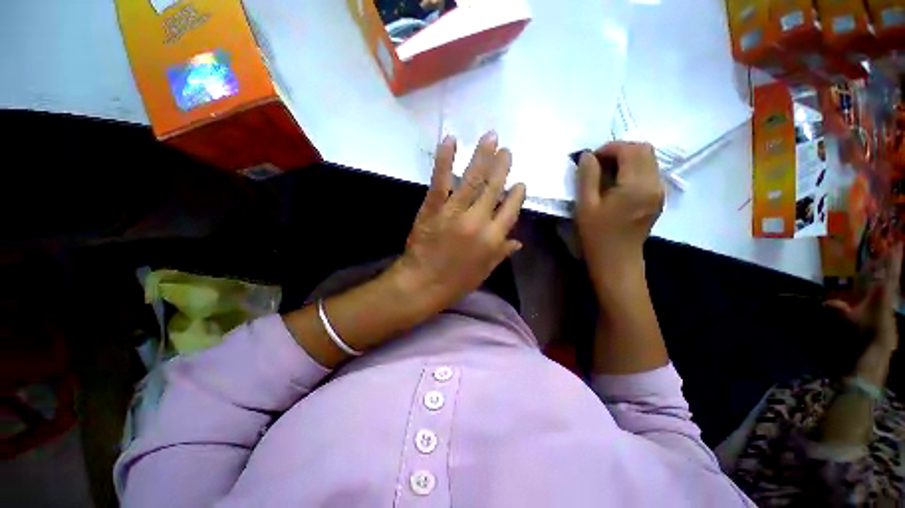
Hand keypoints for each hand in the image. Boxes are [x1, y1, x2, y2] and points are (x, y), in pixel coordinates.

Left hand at [391, 132, 526, 311]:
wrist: (422, 285)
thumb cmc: (455, 283)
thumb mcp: (484, 271)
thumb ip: (501, 253)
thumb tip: (518, 241)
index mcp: (493, 239)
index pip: (511, 210)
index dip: (518, 194)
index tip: (520, 183)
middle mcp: (478, 221)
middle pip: (494, 188)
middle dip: (502, 167)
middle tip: (507, 150)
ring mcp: (455, 212)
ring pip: (473, 179)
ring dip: (482, 156)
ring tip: (491, 137)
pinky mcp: (433, 208)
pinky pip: (441, 180)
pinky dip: (445, 159)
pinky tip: (451, 140)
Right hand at [575, 142, 663, 283]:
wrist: (616, 260)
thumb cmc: (597, 235)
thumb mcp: (586, 205)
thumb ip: (587, 177)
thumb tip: (587, 155)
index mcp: (636, 186)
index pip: (630, 150)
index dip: (609, 148)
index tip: (590, 159)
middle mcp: (654, 184)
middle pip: (644, 150)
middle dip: (620, 150)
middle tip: (598, 164)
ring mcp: (659, 191)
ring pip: (648, 159)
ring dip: (627, 158)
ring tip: (606, 172)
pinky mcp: (658, 197)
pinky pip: (649, 171)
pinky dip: (633, 168)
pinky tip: (617, 182)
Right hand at [826, 243, 902, 351]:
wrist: (875, 352)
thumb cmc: (863, 332)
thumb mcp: (848, 321)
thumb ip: (839, 310)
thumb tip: (826, 303)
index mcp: (881, 294)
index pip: (888, 273)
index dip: (892, 260)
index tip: (896, 245)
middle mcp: (888, 296)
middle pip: (892, 276)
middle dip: (894, 262)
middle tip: (897, 246)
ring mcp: (889, 304)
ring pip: (893, 284)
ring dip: (892, 271)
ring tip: (893, 258)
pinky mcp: (889, 312)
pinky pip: (889, 293)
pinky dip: (889, 284)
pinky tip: (885, 282)